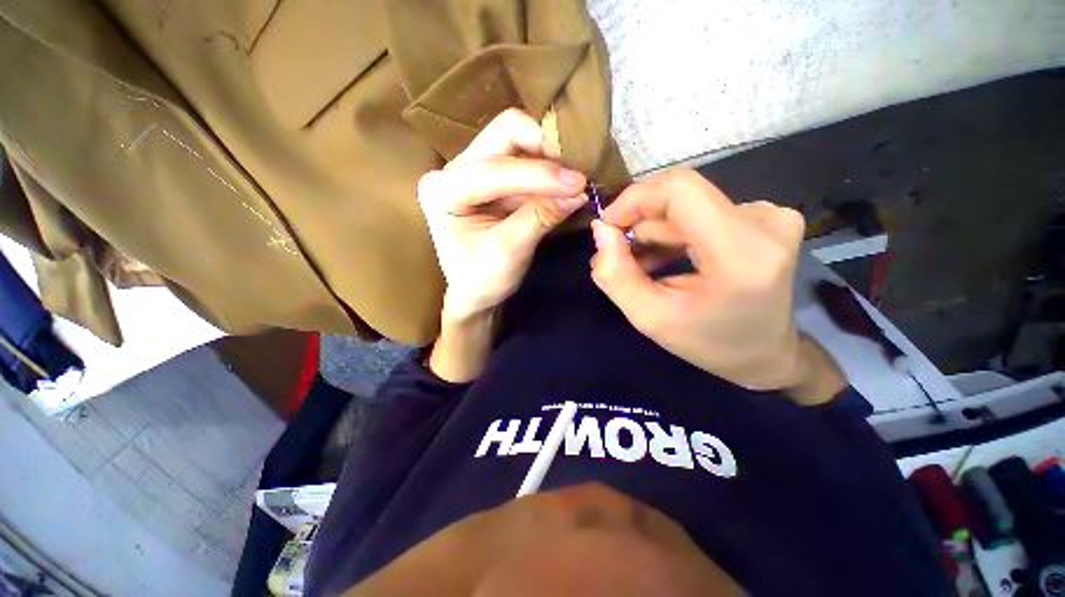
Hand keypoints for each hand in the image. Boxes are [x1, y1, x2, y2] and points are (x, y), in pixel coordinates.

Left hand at [417, 109, 587, 321]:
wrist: (476, 292)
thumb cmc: (483, 279)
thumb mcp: (510, 252)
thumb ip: (540, 217)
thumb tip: (579, 190)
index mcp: (442, 190)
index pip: (495, 168)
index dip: (539, 174)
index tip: (579, 183)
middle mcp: (452, 170)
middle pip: (504, 135)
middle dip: (544, 150)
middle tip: (575, 173)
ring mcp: (472, 169)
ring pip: (517, 143)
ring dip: (549, 159)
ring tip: (573, 181)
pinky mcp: (492, 178)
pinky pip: (524, 160)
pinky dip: (546, 171)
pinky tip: (563, 185)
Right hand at [590, 170, 809, 391]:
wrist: (764, 354)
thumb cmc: (708, 343)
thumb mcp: (649, 318)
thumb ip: (616, 275)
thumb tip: (600, 230)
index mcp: (740, 253)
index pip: (680, 189)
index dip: (635, 198)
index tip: (608, 226)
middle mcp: (764, 223)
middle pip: (680, 196)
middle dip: (639, 221)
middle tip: (618, 253)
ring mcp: (769, 216)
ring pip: (687, 205)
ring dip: (655, 231)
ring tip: (640, 264)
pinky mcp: (765, 217)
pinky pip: (702, 211)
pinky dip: (674, 232)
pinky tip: (663, 257)